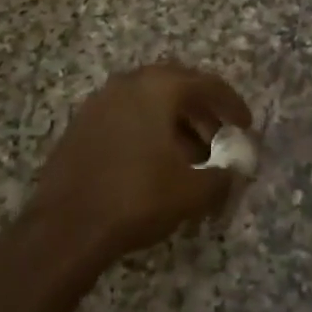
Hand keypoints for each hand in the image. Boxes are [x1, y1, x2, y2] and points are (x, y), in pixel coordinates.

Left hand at [30, 63, 249, 262]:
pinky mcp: (81, 126)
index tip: (246, 125)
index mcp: (158, 87)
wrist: (65, 228)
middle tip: (219, 137)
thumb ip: (222, 177)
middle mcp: (128, 83)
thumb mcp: (191, 191)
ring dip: (174, 123)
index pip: (207, 84)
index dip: (231, 104)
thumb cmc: (136, 198)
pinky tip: (155, 164)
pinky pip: (126, 117)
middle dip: (202, 111)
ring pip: (149, 103)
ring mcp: (100, 103)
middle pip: (176, 87)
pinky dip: (147, 132)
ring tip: (191, 157)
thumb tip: (235, 173)